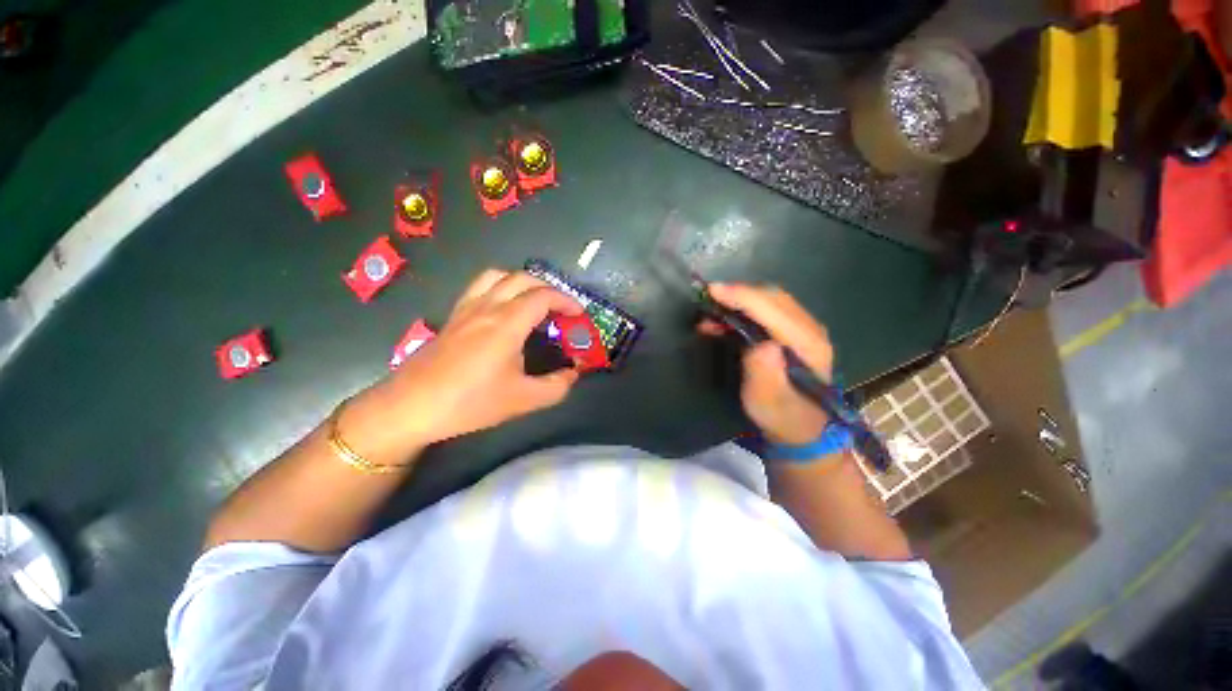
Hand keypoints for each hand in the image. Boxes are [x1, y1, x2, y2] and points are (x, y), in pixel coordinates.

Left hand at [342, 269, 582, 461]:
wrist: (411, 407)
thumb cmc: (469, 402)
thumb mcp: (523, 400)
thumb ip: (556, 386)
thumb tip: (573, 374)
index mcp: (506, 324)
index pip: (543, 296)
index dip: (566, 301)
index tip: (579, 315)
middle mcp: (487, 307)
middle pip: (522, 278)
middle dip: (548, 288)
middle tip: (561, 309)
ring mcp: (466, 308)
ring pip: (498, 276)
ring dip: (522, 282)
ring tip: (534, 302)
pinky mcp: (454, 316)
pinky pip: (480, 287)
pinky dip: (500, 287)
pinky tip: (504, 310)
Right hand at [701, 283, 834, 445]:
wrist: (803, 430)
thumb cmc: (782, 418)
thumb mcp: (769, 404)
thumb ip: (766, 376)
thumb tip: (762, 345)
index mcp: (808, 346)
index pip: (773, 309)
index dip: (742, 297)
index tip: (713, 291)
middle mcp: (810, 330)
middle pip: (773, 298)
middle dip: (738, 294)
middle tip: (708, 299)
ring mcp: (804, 330)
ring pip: (770, 301)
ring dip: (739, 301)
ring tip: (711, 313)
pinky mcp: (794, 333)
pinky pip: (768, 310)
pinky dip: (744, 309)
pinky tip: (724, 320)